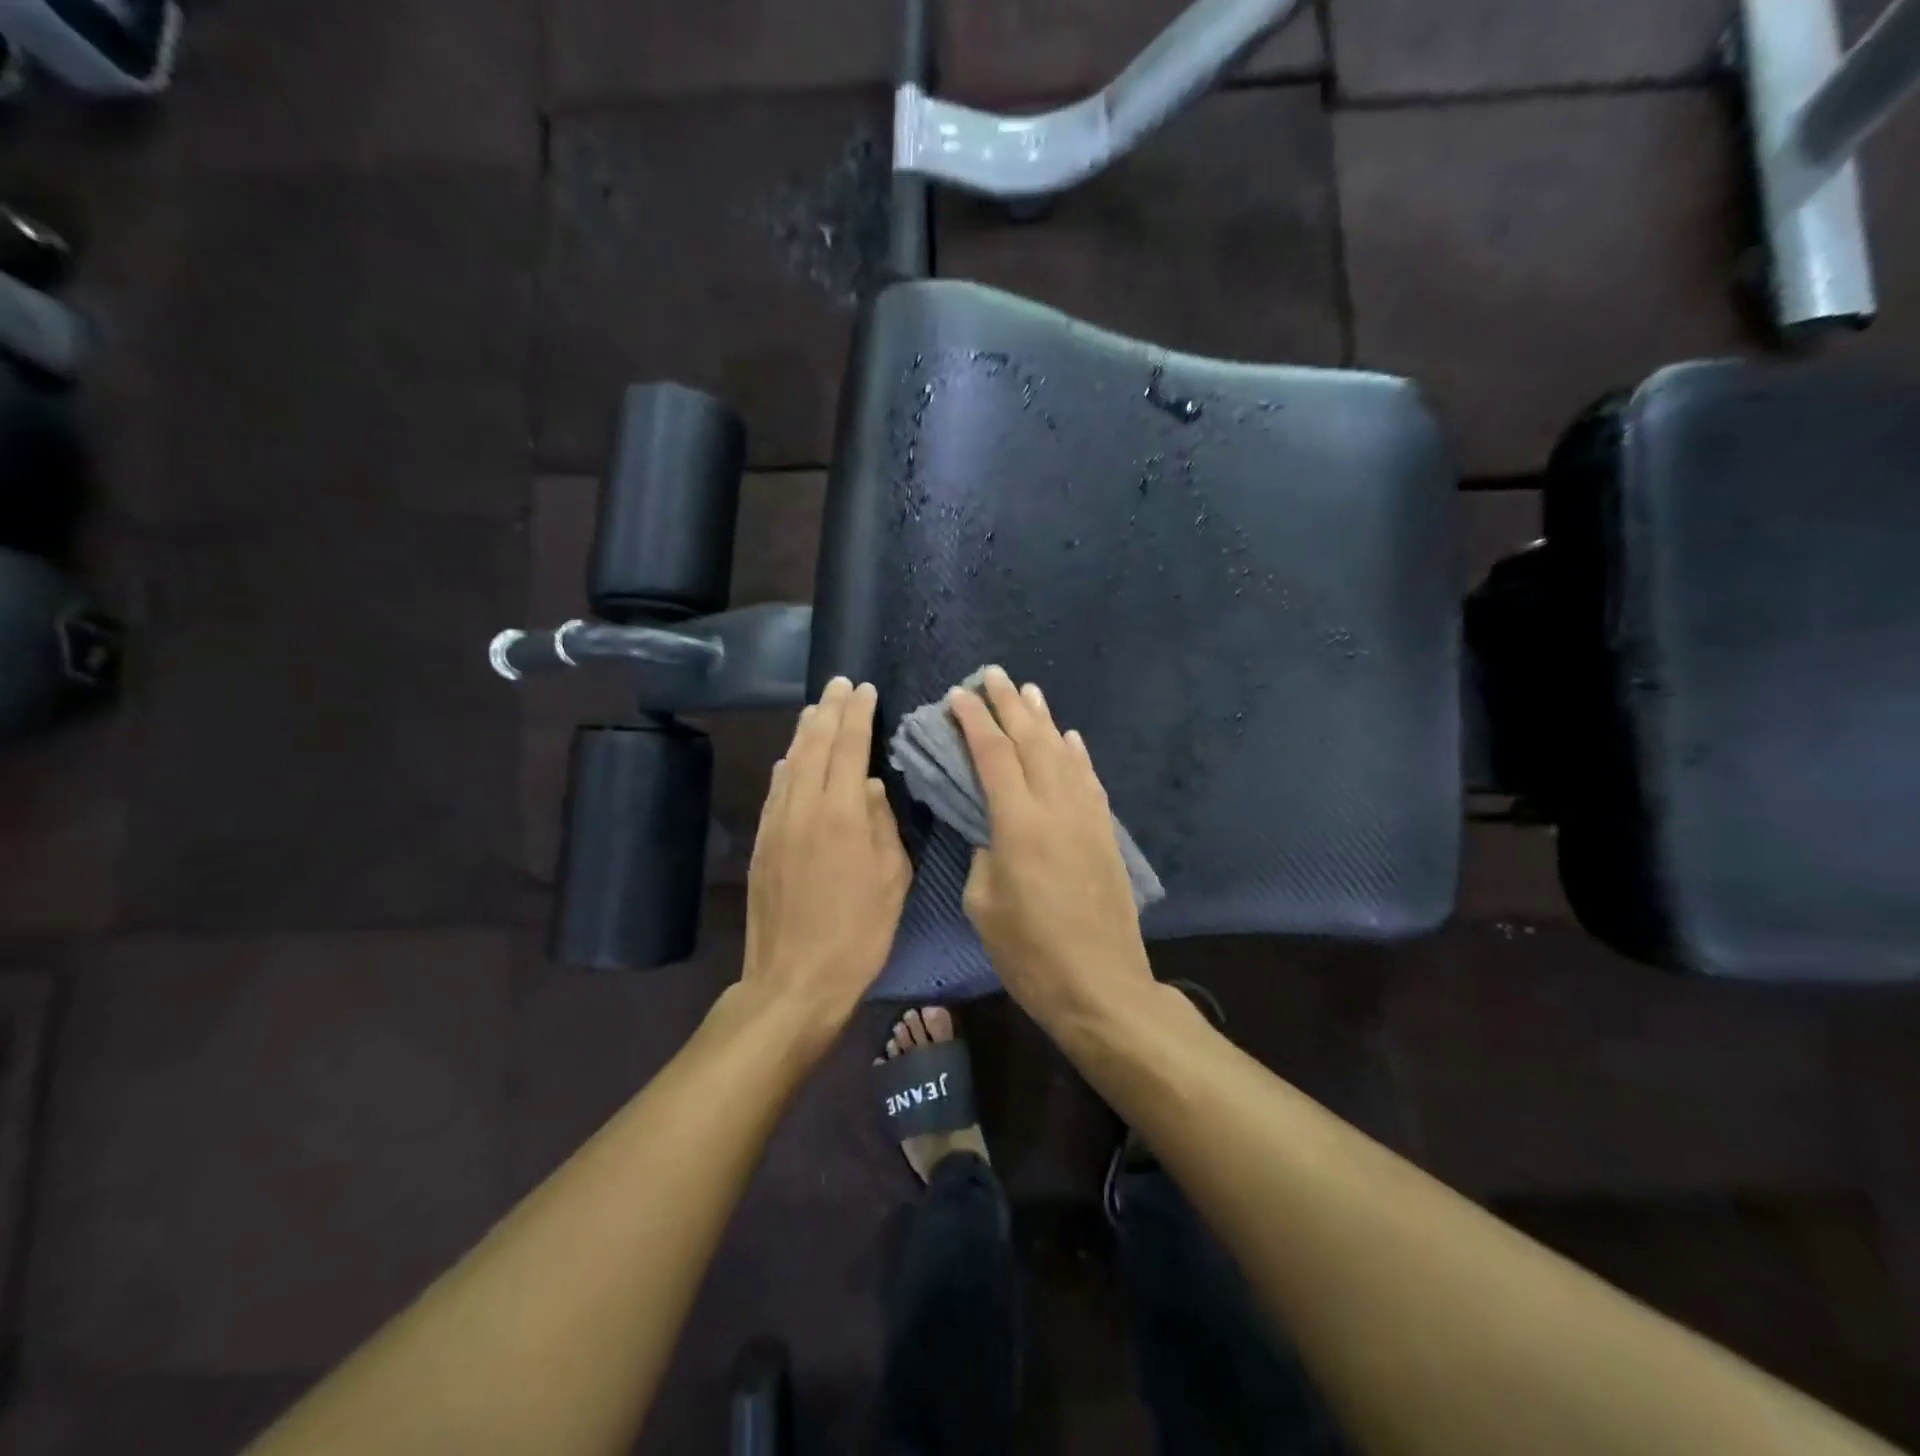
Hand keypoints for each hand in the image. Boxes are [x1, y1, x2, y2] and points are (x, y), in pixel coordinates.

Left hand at [739, 677, 911, 1038]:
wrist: (794, 980)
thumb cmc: (858, 933)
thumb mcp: (892, 879)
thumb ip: (882, 824)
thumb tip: (868, 786)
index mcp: (841, 814)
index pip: (849, 747)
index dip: (857, 714)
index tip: (863, 688)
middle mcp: (803, 808)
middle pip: (814, 745)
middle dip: (828, 710)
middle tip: (839, 683)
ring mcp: (776, 824)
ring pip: (790, 762)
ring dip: (804, 731)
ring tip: (816, 708)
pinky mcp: (761, 843)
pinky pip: (775, 790)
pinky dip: (786, 765)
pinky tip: (792, 756)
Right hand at [949, 666, 1155, 1028]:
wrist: (1101, 986)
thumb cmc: (1030, 954)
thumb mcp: (984, 905)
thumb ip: (984, 853)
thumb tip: (991, 827)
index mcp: (1019, 824)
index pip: (992, 755)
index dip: (973, 721)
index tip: (957, 696)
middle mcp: (1056, 807)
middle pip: (1031, 741)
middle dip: (1009, 704)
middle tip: (992, 674)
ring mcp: (1087, 817)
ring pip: (1063, 753)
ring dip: (1044, 720)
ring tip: (1029, 691)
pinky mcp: (1105, 833)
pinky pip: (1089, 780)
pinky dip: (1077, 754)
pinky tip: (1069, 738)